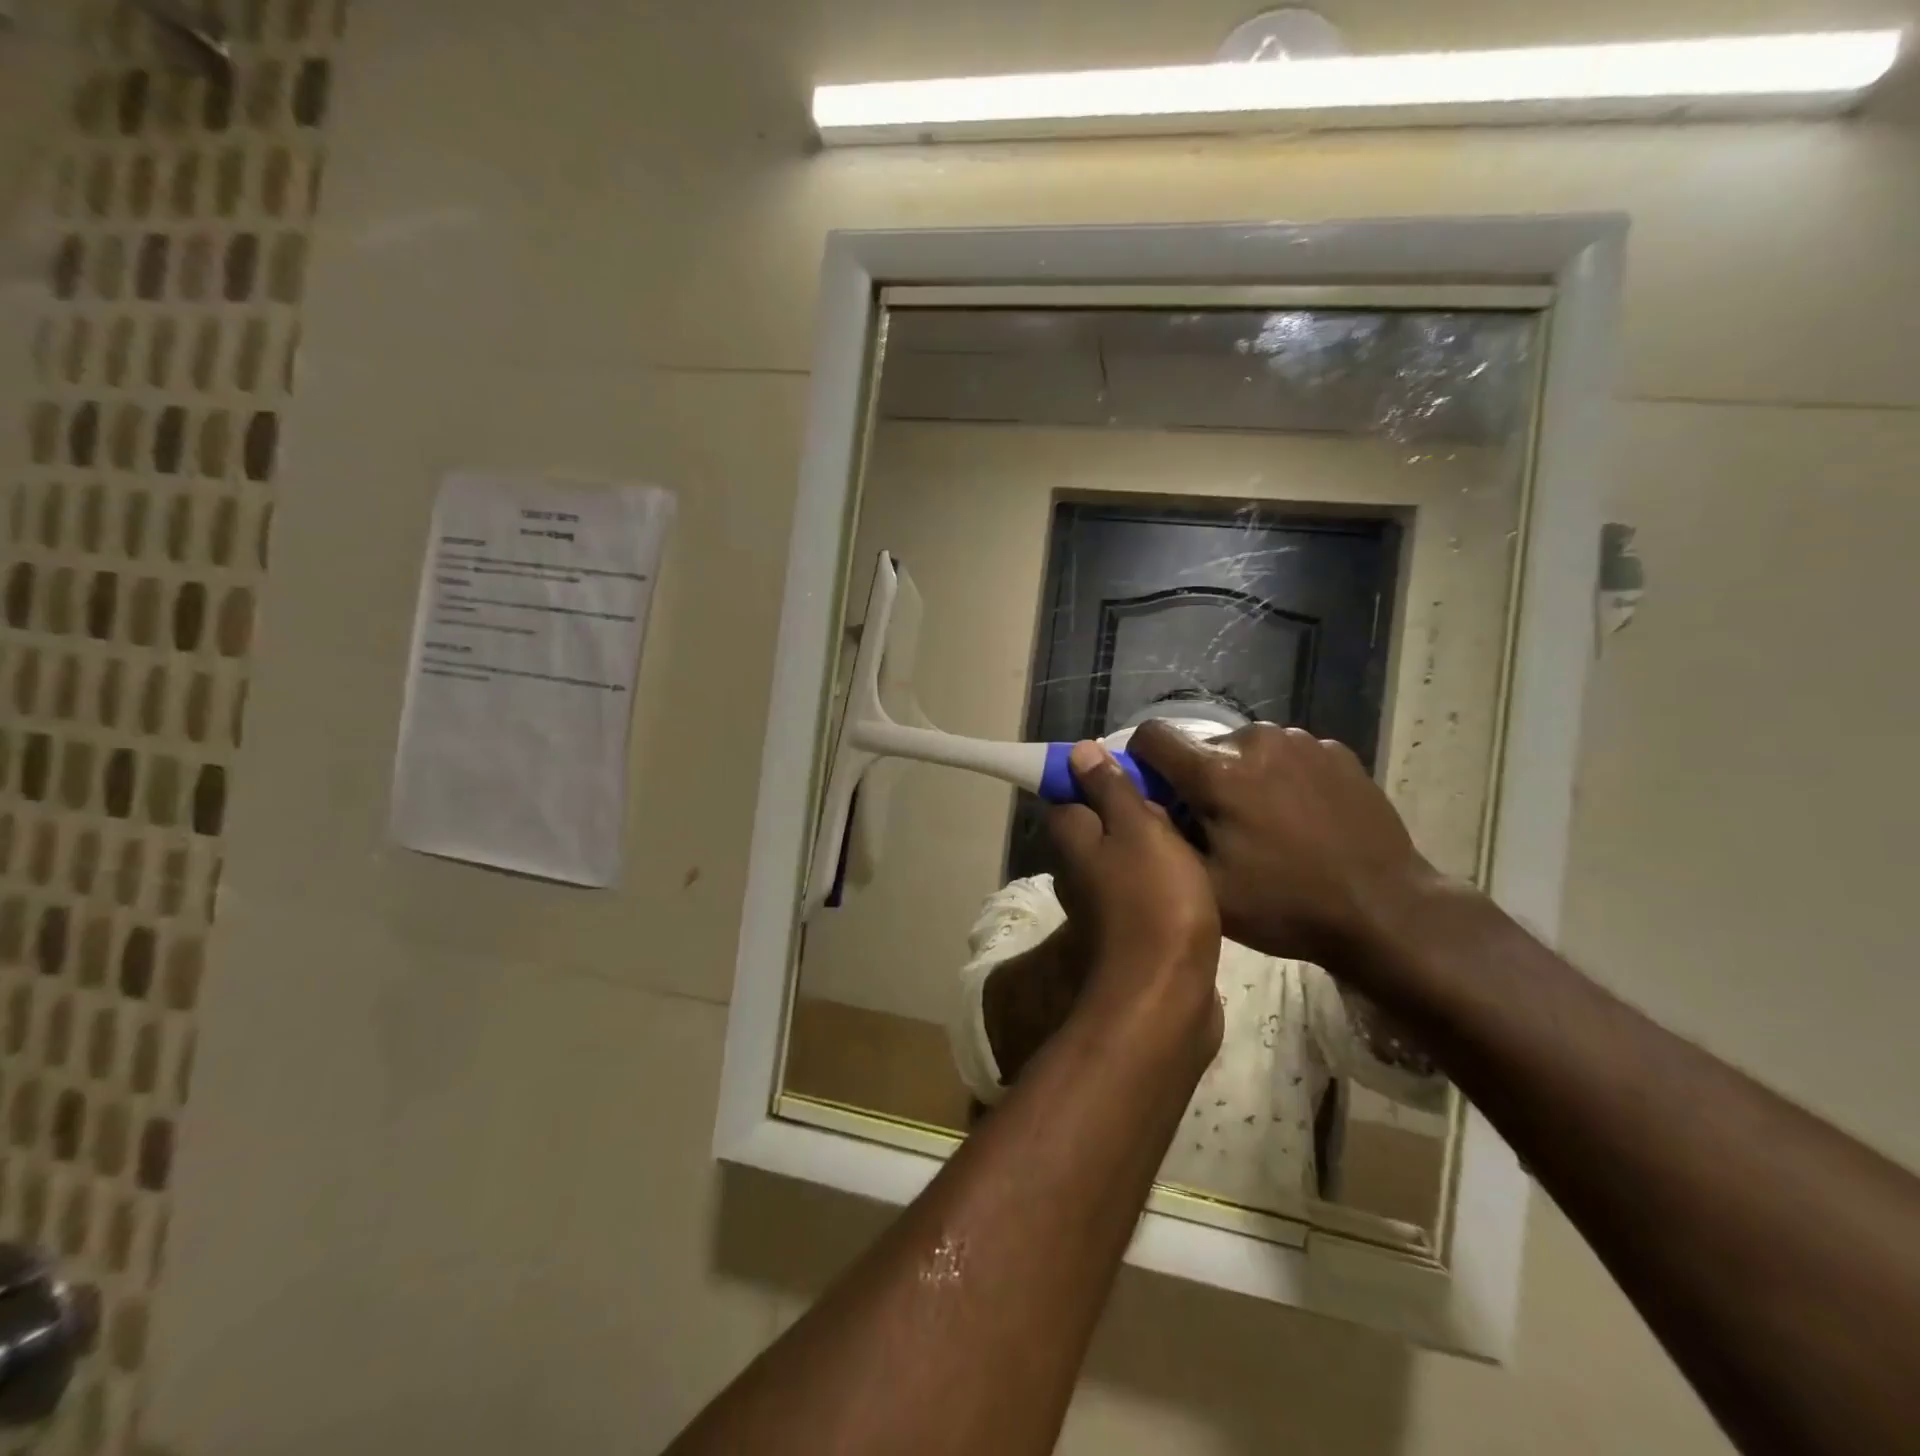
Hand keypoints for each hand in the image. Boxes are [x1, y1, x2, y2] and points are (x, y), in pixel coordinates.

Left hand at [1048, 741, 1222, 1055]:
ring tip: (1195, 828)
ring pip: (1124, 857)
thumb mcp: (1138, 829)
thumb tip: (1077, 752)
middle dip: (1134, 810)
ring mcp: (1102, 903)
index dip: (1098, 776)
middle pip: (1100, 824)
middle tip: (1178, 799)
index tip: (1138, 770)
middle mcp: (1077, 869)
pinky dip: (1164, 876)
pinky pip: (1144, 887)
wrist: (1167, 994)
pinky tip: (1196, 870)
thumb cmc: (1154, 899)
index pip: (1069, 793)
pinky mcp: (1131, 930)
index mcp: (1073, 838)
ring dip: (1153, 844)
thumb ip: (1110, 789)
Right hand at [1129, 721, 1442, 982]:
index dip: (1141, 760)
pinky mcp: (1335, 751)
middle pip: (1201, 747)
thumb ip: (1160, 833)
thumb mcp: (1206, 886)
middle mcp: (1255, 740)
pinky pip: (1286, 754)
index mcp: (1217, 772)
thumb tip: (1135, 796)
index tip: (1154, 792)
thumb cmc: (1285, 905)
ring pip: (1245, 749)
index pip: (1152, 735)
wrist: (1386, 910)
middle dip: (1197, 779)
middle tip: (1216, 826)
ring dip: (1240, 776)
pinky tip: (1301, 818)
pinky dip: (1280, 777)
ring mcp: (1301, 741)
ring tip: (1264, 823)